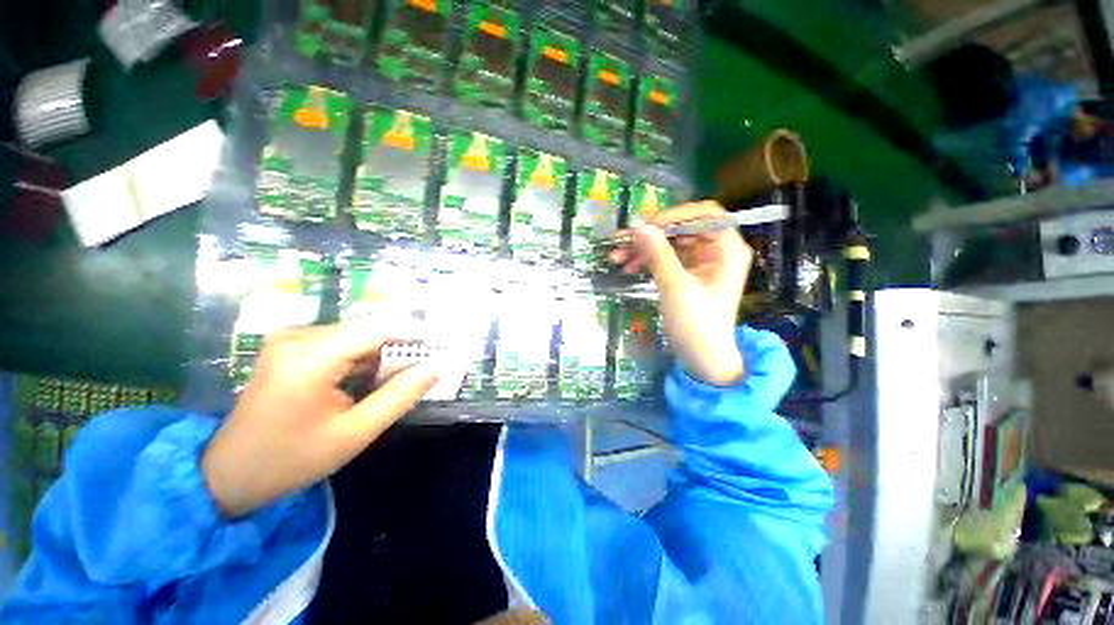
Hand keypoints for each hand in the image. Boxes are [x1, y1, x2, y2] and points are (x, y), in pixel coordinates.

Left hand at [202, 318, 440, 517]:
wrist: (228, 475)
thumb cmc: (292, 459)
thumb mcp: (355, 432)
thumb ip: (401, 395)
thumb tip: (438, 367)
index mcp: (311, 356)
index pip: (380, 327)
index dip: (416, 335)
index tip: (441, 349)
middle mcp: (299, 336)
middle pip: (369, 331)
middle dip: (398, 351)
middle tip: (419, 375)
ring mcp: (291, 340)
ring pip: (357, 337)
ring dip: (380, 358)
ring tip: (389, 387)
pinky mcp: (291, 348)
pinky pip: (340, 344)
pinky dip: (361, 361)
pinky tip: (362, 386)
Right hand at [608, 201, 751, 385]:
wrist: (701, 358)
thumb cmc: (696, 324)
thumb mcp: (676, 287)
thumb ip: (658, 254)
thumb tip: (639, 226)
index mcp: (727, 249)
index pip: (705, 215)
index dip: (675, 215)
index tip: (647, 227)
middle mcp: (716, 250)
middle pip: (681, 229)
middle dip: (651, 235)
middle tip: (621, 241)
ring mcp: (700, 262)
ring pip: (669, 243)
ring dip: (643, 248)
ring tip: (616, 257)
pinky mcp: (687, 273)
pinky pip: (665, 258)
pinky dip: (647, 260)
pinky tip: (627, 266)